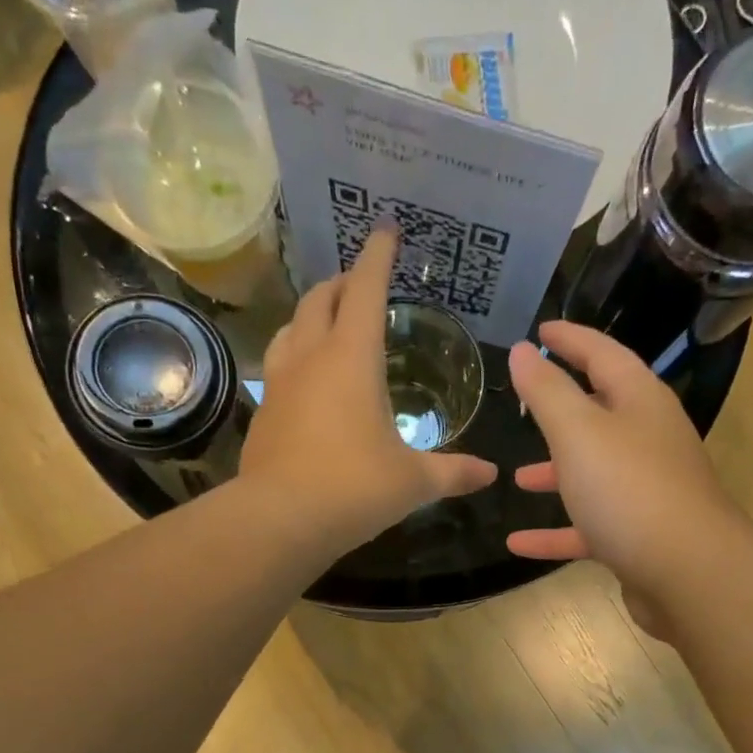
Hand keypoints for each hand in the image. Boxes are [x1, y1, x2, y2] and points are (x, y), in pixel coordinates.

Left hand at [240, 228, 497, 553]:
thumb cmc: (354, 488)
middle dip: (341, 283)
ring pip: (290, 328)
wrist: (280, 521)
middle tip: (358, 283)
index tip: (386, 231)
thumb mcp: (413, 481)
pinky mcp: (262, 413)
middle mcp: (311, 358)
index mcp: (352, 357)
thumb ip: (453, 472)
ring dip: (311, 316)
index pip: (365, 288)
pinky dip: (295, 357)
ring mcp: (279, 384)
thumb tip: (490, 474)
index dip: (377, 256)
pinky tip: (306, 381)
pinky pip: (278, 367)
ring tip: (328, 324)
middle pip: (320, 299)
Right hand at [506, 322, 734, 617]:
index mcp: (641, 403)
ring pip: (593, 474)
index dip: (571, 339)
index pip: (603, 355)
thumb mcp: (579, 433)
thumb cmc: (629, 490)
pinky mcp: (637, 537)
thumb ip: (547, 392)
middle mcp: (648, 441)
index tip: (540, 331)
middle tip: (524, 404)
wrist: (687, 574)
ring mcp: (645, 492)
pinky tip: (518, 543)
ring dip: (555, 474)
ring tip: (515, 479)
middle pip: (601, 415)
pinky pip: (589, 526)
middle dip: (561, 410)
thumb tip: (524, 351)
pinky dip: (556, 532)